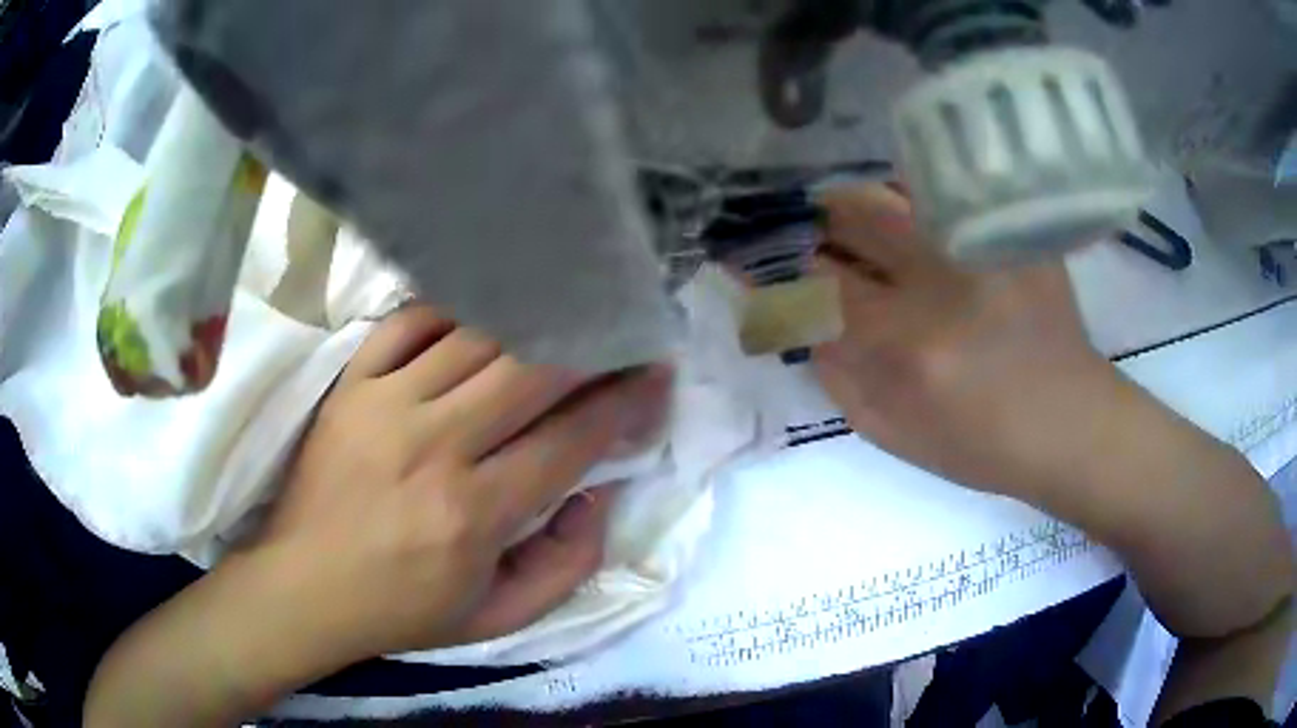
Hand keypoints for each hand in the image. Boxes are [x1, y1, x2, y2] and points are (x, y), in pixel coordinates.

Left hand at [259, 305, 671, 662]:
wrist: (304, 587)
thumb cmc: (403, 610)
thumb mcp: (499, 618)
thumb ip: (566, 566)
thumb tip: (598, 493)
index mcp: (474, 513)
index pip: (570, 438)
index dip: (624, 401)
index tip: (654, 376)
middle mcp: (434, 446)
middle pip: (531, 369)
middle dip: (591, 345)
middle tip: (620, 332)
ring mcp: (385, 404)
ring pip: (477, 337)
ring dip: (532, 322)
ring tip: (564, 314)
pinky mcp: (351, 385)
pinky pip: (410, 322)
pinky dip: (454, 310)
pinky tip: (481, 316)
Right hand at [811, 183, 1293, 644]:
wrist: (1071, 425)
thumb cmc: (984, 446)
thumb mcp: (895, 436)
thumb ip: (837, 378)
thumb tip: (800, 320)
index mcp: (908, 347)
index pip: (818, 286)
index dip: (779, 271)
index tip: (756, 265)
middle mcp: (943, 284)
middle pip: (854, 218)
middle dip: (819, 225)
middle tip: (818, 239)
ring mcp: (984, 247)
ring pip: (898, 193)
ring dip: (862, 204)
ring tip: (859, 223)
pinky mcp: (1014, 233)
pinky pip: (944, 193)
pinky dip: (912, 198)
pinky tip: (913, 220)